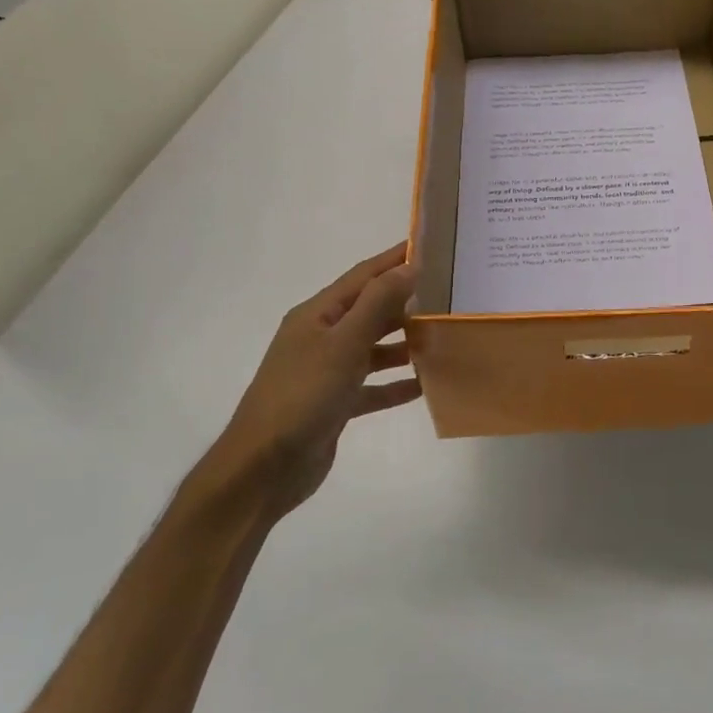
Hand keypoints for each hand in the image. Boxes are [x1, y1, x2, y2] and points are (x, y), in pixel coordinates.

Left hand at [206, 243, 420, 515]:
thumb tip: (408, 267)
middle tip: (448, 294)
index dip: (394, 260)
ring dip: (404, 344)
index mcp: (317, 315)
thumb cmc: (303, 395)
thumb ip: (377, 304)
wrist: (264, 468)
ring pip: (373, 349)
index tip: (429, 245)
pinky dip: (395, 384)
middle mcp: (321, 338)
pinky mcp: (335, 405)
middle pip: (370, 311)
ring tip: (442, 337)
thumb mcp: (344, 344)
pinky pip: (372, 387)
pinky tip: (424, 384)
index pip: (363, 276)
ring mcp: (327, 372)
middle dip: (406, 302)